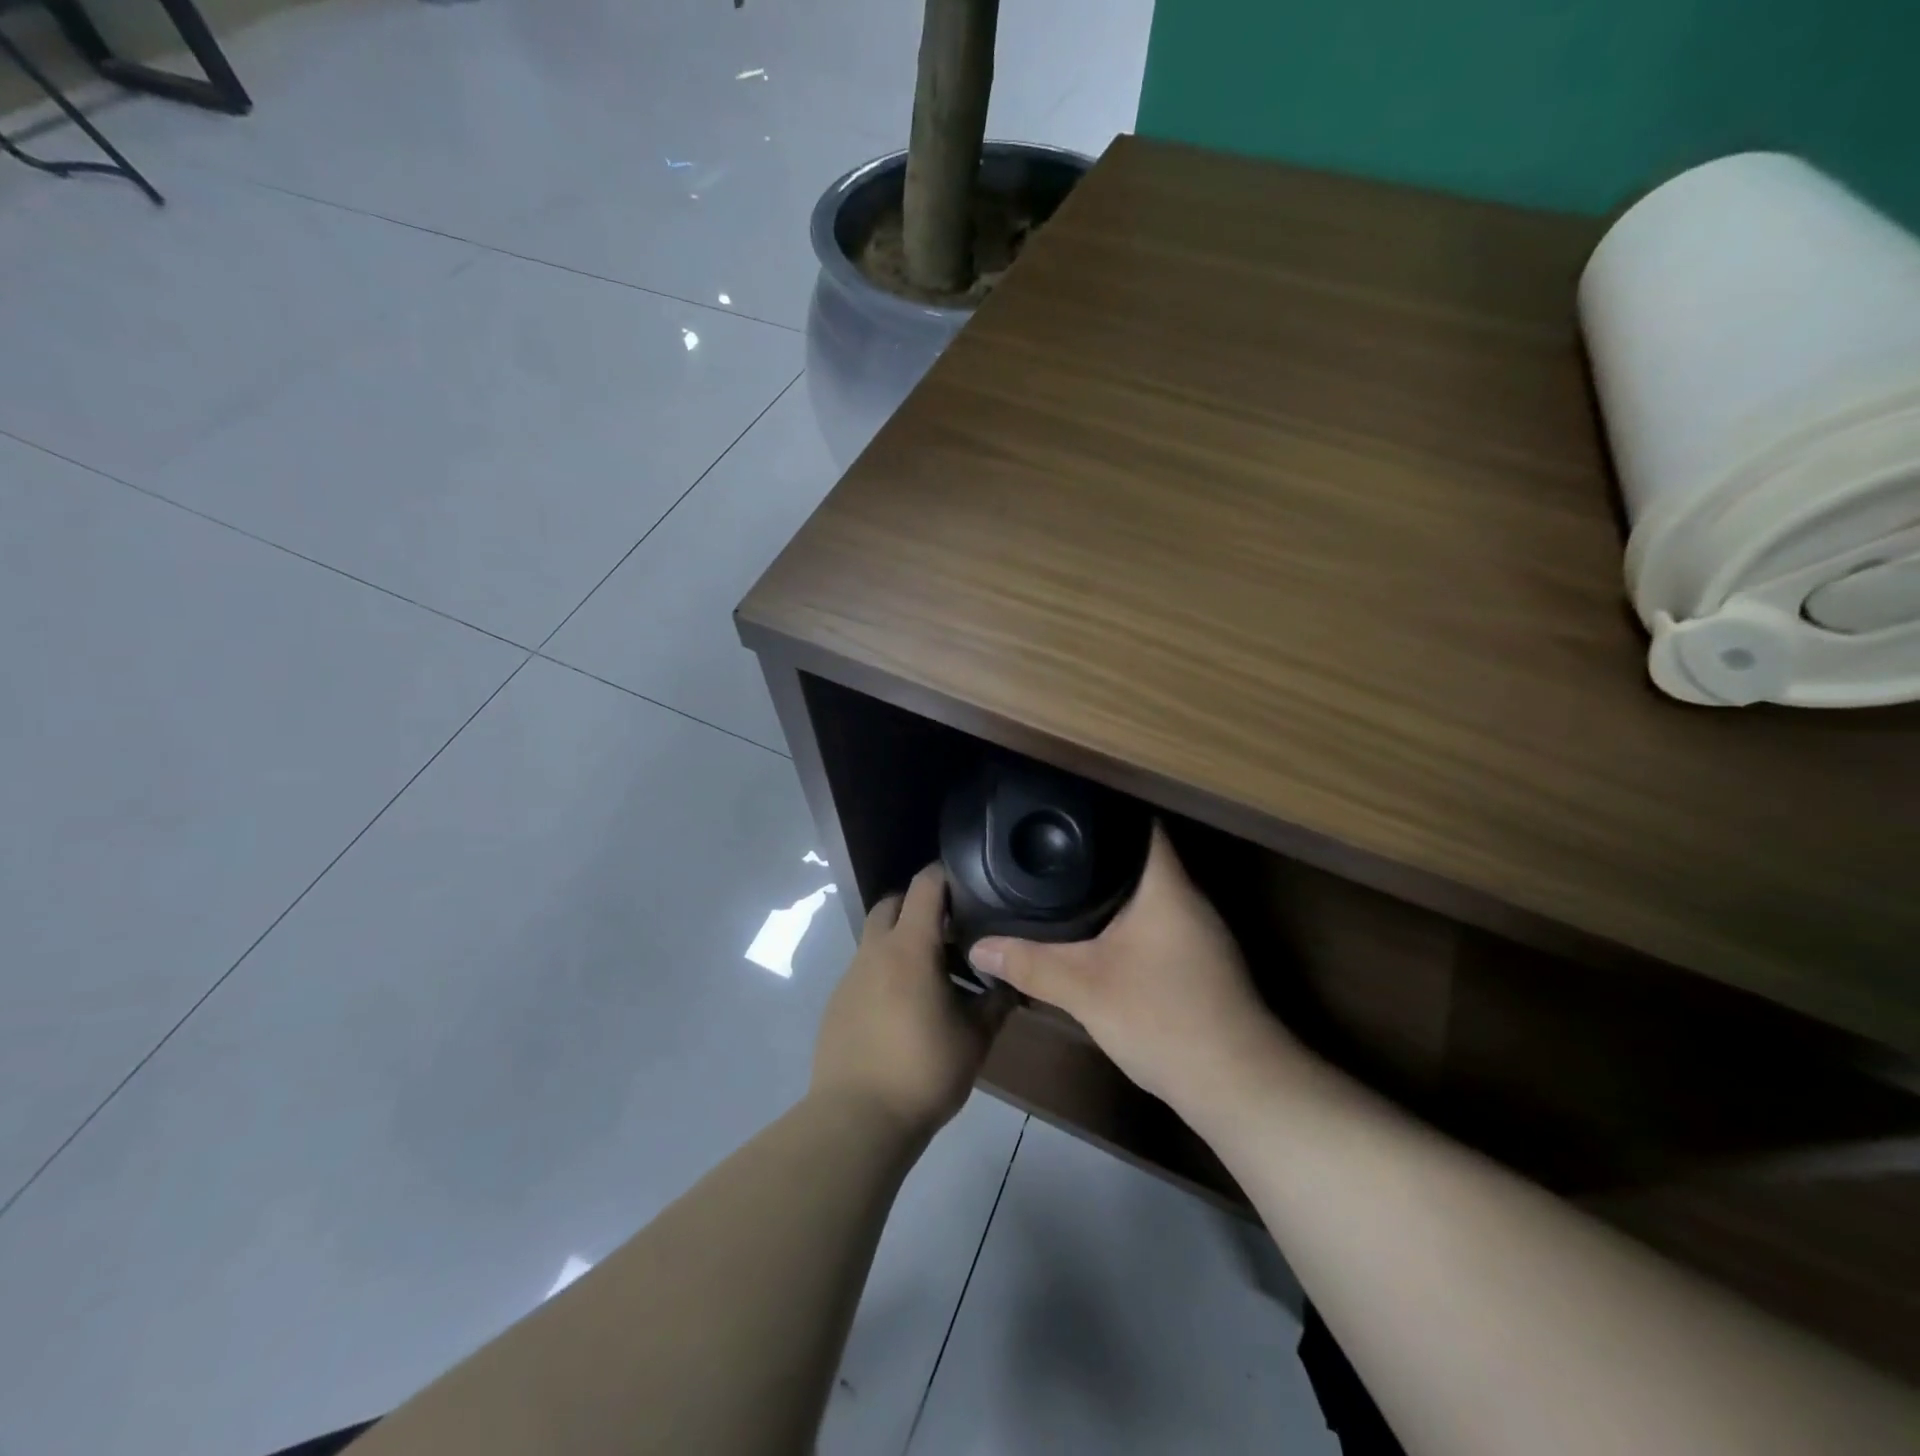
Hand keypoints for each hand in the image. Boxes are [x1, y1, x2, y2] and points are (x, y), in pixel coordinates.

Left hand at [811, 864, 1006, 1136]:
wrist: (858, 1119)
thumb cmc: (924, 1070)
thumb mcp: (975, 1038)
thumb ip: (996, 1002)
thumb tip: (1012, 981)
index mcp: (910, 947)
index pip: (925, 885)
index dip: (947, 875)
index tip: (971, 882)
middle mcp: (875, 951)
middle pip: (893, 903)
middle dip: (920, 906)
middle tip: (952, 929)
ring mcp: (851, 976)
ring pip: (877, 938)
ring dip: (903, 942)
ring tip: (934, 975)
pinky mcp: (837, 1003)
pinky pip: (865, 970)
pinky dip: (886, 972)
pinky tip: (905, 1008)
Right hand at [968, 825, 1297, 1112]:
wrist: (1237, 1086)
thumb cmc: (1164, 1017)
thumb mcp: (1085, 989)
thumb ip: (1030, 964)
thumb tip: (978, 948)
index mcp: (1167, 886)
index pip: (1140, 824)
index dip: (1104, 810)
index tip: (1064, 808)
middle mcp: (1189, 900)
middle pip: (1142, 859)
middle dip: (1098, 853)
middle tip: (1050, 848)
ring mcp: (1200, 934)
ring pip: (1150, 896)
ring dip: (1114, 891)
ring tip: (1064, 884)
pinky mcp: (1201, 964)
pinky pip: (1157, 925)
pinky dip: (1127, 922)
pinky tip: (1099, 936)